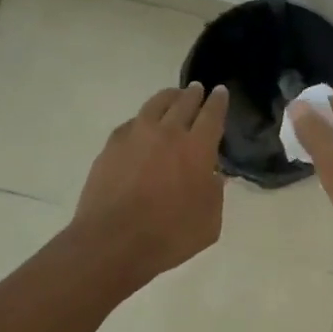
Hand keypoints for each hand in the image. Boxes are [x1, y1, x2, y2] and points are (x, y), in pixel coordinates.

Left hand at [71, 82, 229, 283]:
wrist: (113, 241)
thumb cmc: (169, 235)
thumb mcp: (209, 222)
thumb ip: (215, 193)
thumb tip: (213, 176)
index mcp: (197, 148)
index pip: (212, 115)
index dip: (218, 102)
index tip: (220, 92)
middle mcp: (168, 132)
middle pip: (184, 103)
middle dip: (194, 94)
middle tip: (198, 90)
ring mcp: (136, 135)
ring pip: (156, 104)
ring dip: (168, 97)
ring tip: (172, 97)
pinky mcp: (112, 145)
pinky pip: (132, 122)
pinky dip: (143, 118)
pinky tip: (143, 125)